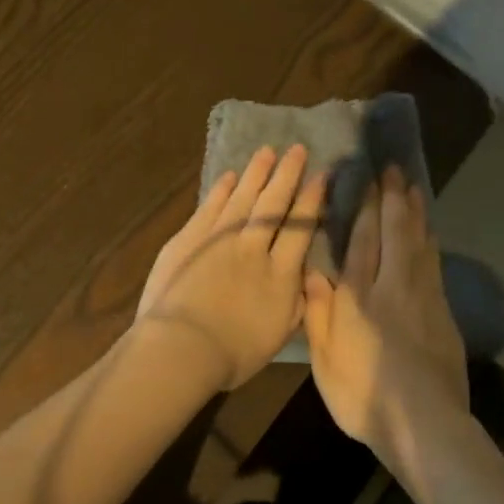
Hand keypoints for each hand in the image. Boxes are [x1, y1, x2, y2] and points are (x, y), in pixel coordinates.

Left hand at [135, 145, 325, 390]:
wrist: (182, 347)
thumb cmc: (232, 354)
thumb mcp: (278, 337)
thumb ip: (296, 305)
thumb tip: (307, 279)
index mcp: (280, 275)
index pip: (301, 229)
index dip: (312, 201)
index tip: (321, 176)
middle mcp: (254, 248)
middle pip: (274, 205)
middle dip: (288, 175)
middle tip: (298, 149)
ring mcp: (219, 239)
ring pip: (242, 198)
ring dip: (256, 173)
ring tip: (267, 152)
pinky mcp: (189, 239)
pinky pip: (210, 207)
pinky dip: (221, 190)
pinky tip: (229, 177)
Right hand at [302, 166, 468, 463]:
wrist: (423, 424)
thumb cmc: (363, 395)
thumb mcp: (325, 361)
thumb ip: (317, 314)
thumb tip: (312, 273)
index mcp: (358, 298)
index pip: (362, 241)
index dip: (365, 208)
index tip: (368, 180)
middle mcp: (392, 287)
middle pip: (395, 233)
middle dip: (394, 199)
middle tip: (394, 170)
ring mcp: (424, 298)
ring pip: (420, 244)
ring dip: (416, 214)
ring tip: (414, 189)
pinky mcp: (444, 314)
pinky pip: (435, 265)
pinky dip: (431, 242)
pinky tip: (429, 233)